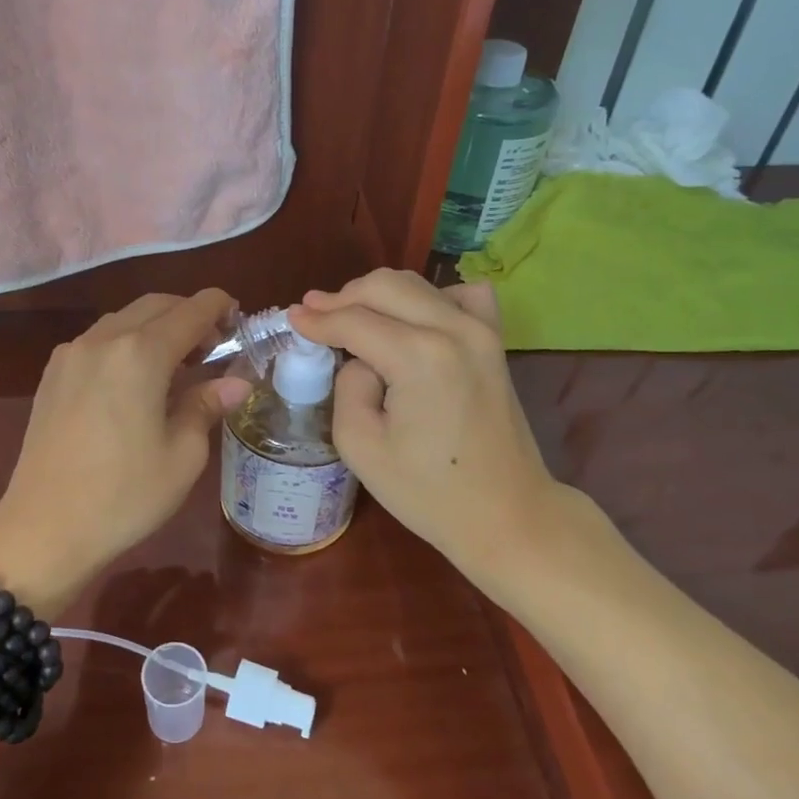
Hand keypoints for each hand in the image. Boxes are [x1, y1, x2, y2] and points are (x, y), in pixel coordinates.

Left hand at [0, 290, 250, 609]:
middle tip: (213, 346)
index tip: (238, 317)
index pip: (190, 311)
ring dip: (155, 328)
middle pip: (155, 306)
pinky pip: (98, 341)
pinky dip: (126, 343)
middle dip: (188, 314)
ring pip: (123, 319)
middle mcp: (103, 340)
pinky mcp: (52, 375)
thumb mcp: (182, 455)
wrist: (43, 529)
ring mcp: (71, 355)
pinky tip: (135, 379)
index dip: (219, 307)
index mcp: (141, 354)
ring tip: (177, 365)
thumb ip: (207, 405)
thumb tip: (236, 382)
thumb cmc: (124, 496)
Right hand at [290, 269, 571, 582]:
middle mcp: (453, 329)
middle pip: (384, 287)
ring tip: (353, 317)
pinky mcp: (495, 341)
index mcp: (418, 357)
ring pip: (418, 284)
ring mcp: (482, 330)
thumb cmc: (429, 492)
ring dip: (379, 294)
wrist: (506, 514)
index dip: (317, 319)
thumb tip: (360, 360)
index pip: (354, 321)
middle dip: (342, 297)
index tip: (291, 317)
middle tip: (314, 314)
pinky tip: (415, 319)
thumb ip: (348, 387)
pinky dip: (431, 297)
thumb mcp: (361, 446)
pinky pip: (462, 295)